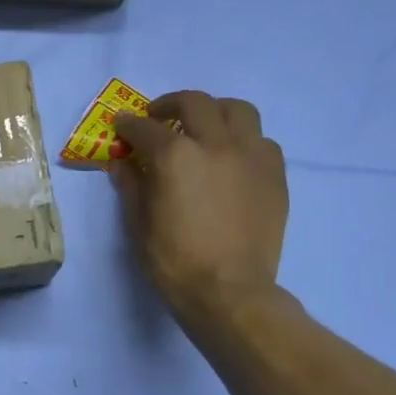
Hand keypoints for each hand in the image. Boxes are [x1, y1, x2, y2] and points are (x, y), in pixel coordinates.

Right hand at [110, 92, 287, 334]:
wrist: (229, 292)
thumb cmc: (174, 261)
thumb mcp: (138, 224)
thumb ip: (130, 186)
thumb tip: (122, 163)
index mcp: (175, 156)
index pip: (145, 128)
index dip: (127, 125)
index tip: (120, 128)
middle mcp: (216, 144)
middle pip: (194, 103)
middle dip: (170, 104)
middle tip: (158, 117)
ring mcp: (251, 156)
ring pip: (237, 111)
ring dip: (214, 112)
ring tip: (202, 127)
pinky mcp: (275, 175)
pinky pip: (261, 140)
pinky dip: (242, 139)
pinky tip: (231, 157)